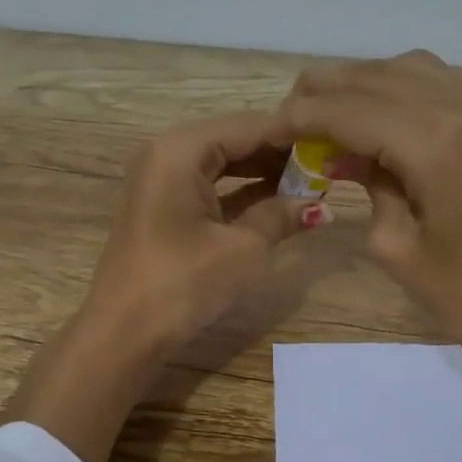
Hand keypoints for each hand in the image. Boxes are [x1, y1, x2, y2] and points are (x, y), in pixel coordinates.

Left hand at [0, 112, 318, 461]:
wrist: (124, 334)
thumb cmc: (183, 282)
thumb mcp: (243, 248)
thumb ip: (281, 216)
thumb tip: (320, 206)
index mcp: (182, 149)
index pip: (249, 126)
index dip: (294, 135)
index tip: (336, 141)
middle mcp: (169, 154)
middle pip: (235, 141)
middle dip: (281, 155)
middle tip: (330, 165)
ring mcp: (163, 182)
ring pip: (224, 165)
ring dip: (265, 175)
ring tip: (313, 184)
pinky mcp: (165, 209)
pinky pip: (212, 188)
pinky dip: (243, 195)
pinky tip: (280, 204)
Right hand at [276, 51, 461, 448]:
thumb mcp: (396, 246)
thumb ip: (367, 183)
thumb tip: (341, 150)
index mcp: (436, 146)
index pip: (351, 110)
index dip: (303, 116)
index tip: (270, 128)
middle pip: (377, 76)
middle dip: (326, 91)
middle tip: (291, 117)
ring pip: (408, 69)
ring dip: (362, 84)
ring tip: (330, 113)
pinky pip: (440, 83)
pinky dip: (399, 89)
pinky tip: (379, 118)